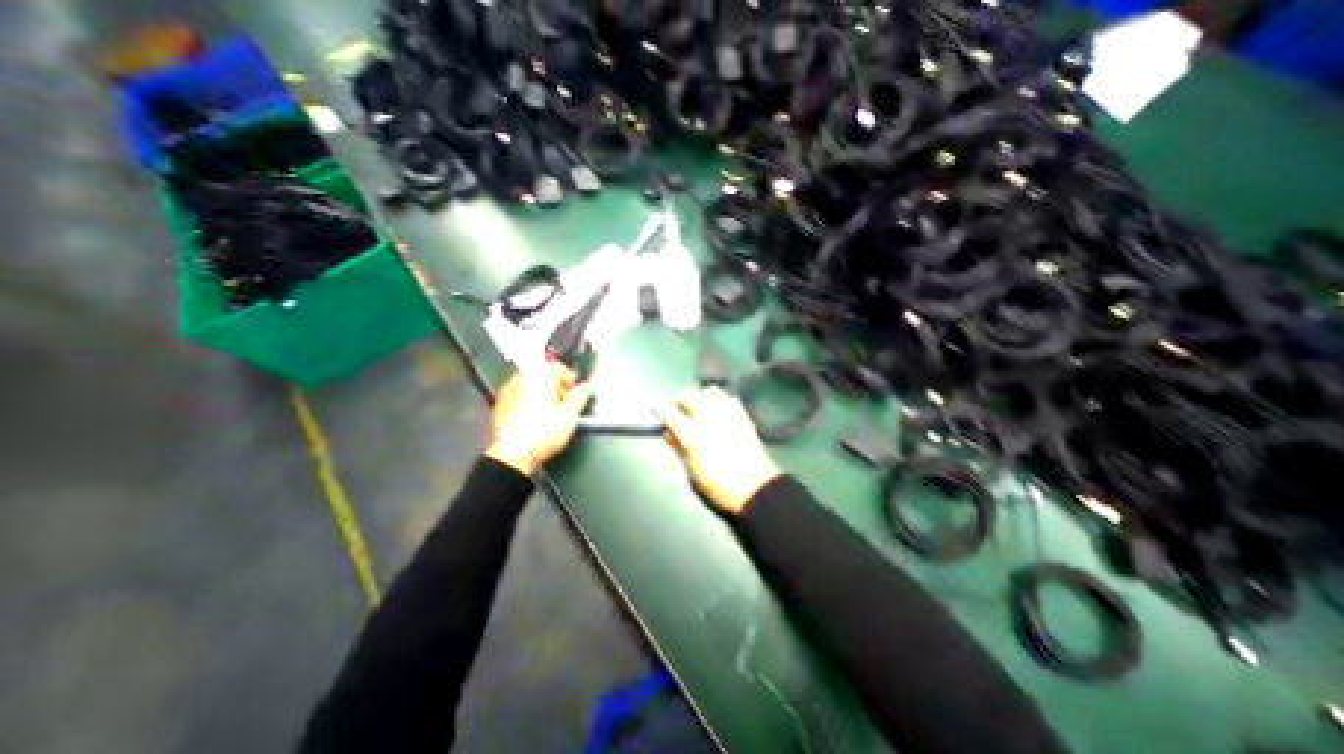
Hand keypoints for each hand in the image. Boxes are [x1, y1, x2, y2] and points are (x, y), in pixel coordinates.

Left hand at [483, 364, 587, 475]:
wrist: (513, 455)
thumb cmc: (541, 435)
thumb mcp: (569, 416)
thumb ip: (580, 397)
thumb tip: (588, 387)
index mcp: (539, 378)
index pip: (557, 367)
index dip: (569, 377)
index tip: (574, 389)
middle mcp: (522, 380)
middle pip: (543, 374)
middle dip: (555, 386)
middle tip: (565, 402)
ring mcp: (508, 391)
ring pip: (530, 384)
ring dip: (542, 393)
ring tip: (551, 411)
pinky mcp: (500, 404)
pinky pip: (519, 395)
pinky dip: (528, 400)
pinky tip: (535, 417)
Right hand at [660, 385, 782, 514]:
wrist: (756, 489)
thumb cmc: (719, 487)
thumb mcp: (692, 472)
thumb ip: (679, 448)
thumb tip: (669, 433)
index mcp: (693, 436)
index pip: (670, 414)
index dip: (661, 411)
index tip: (658, 412)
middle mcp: (709, 419)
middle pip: (689, 395)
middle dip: (680, 400)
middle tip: (678, 409)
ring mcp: (728, 414)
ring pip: (710, 391)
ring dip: (701, 396)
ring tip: (699, 406)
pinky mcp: (743, 416)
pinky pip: (729, 398)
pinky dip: (720, 400)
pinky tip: (719, 410)